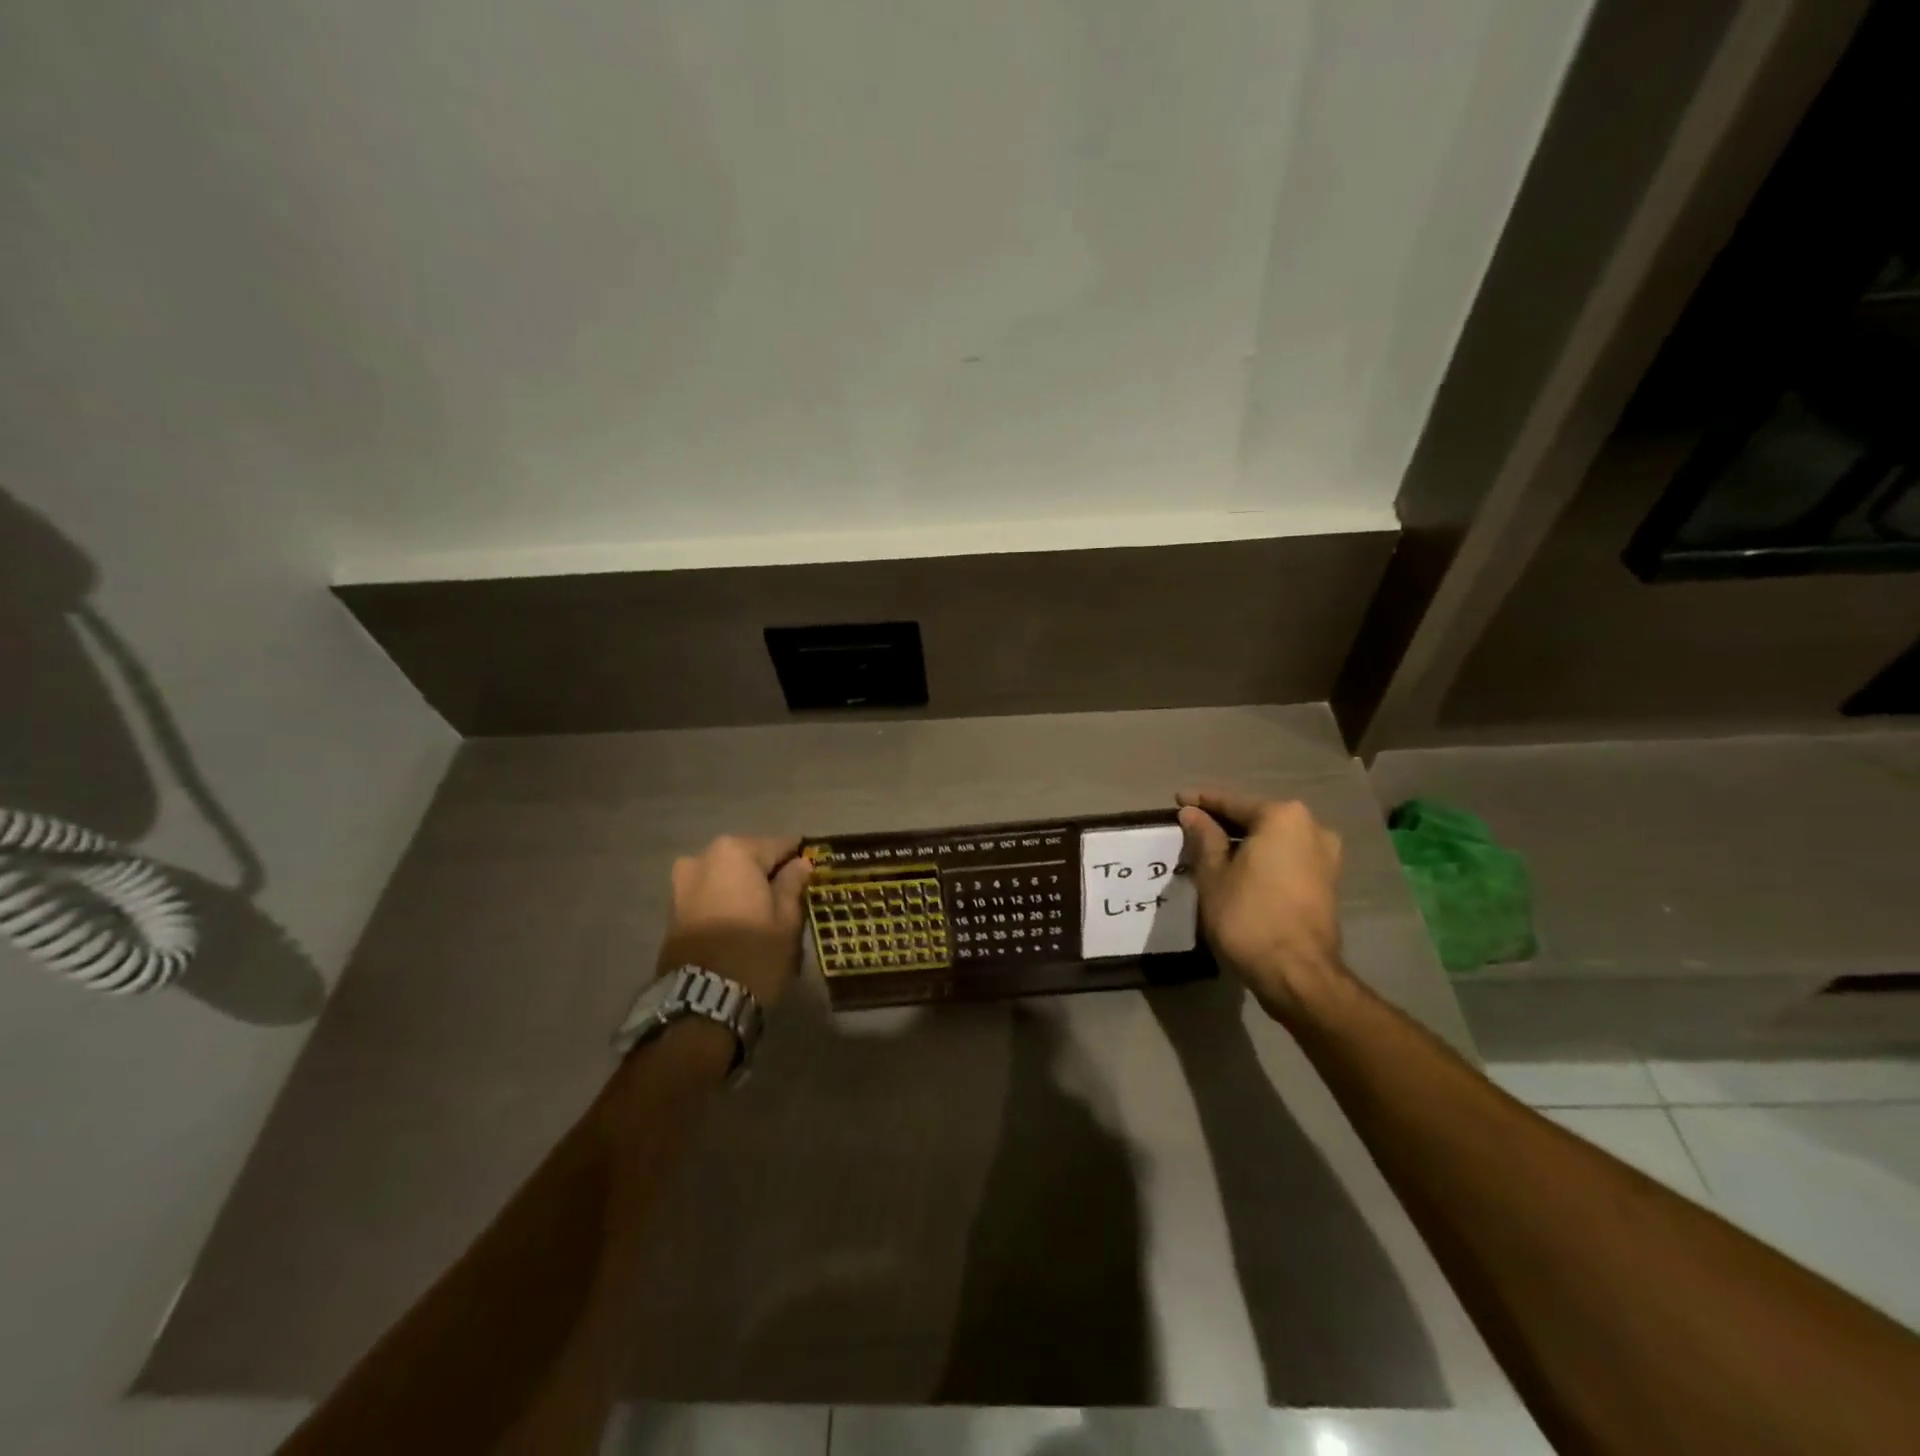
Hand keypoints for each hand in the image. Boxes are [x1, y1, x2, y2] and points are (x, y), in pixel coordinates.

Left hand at [657, 835, 812, 1007]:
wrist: (702, 1002)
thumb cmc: (754, 952)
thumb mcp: (786, 919)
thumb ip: (792, 884)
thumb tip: (799, 864)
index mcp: (735, 853)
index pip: (778, 845)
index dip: (798, 856)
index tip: (812, 867)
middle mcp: (703, 858)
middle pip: (748, 858)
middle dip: (767, 872)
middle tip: (789, 893)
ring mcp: (682, 883)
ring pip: (725, 876)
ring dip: (743, 887)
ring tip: (764, 910)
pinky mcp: (672, 909)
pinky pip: (709, 893)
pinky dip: (725, 900)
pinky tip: (741, 919)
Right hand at [1177, 789, 1350, 1021]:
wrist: (1298, 974)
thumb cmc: (1248, 916)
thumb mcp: (1213, 874)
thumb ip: (1204, 837)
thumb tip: (1192, 813)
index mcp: (1283, 817)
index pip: (1232, 803)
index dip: (1201, 802)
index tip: (1177, 800)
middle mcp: (1312, 828)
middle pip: (1256, 819)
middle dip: (1224, 823)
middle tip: (1191, 828)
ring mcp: (1325, 857)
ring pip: (1273, 841)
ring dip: (1244, 844)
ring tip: (1211, 852)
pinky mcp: (1327, 883)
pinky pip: (1286, 859)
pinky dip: (1262, 861)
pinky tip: (1238, 871)